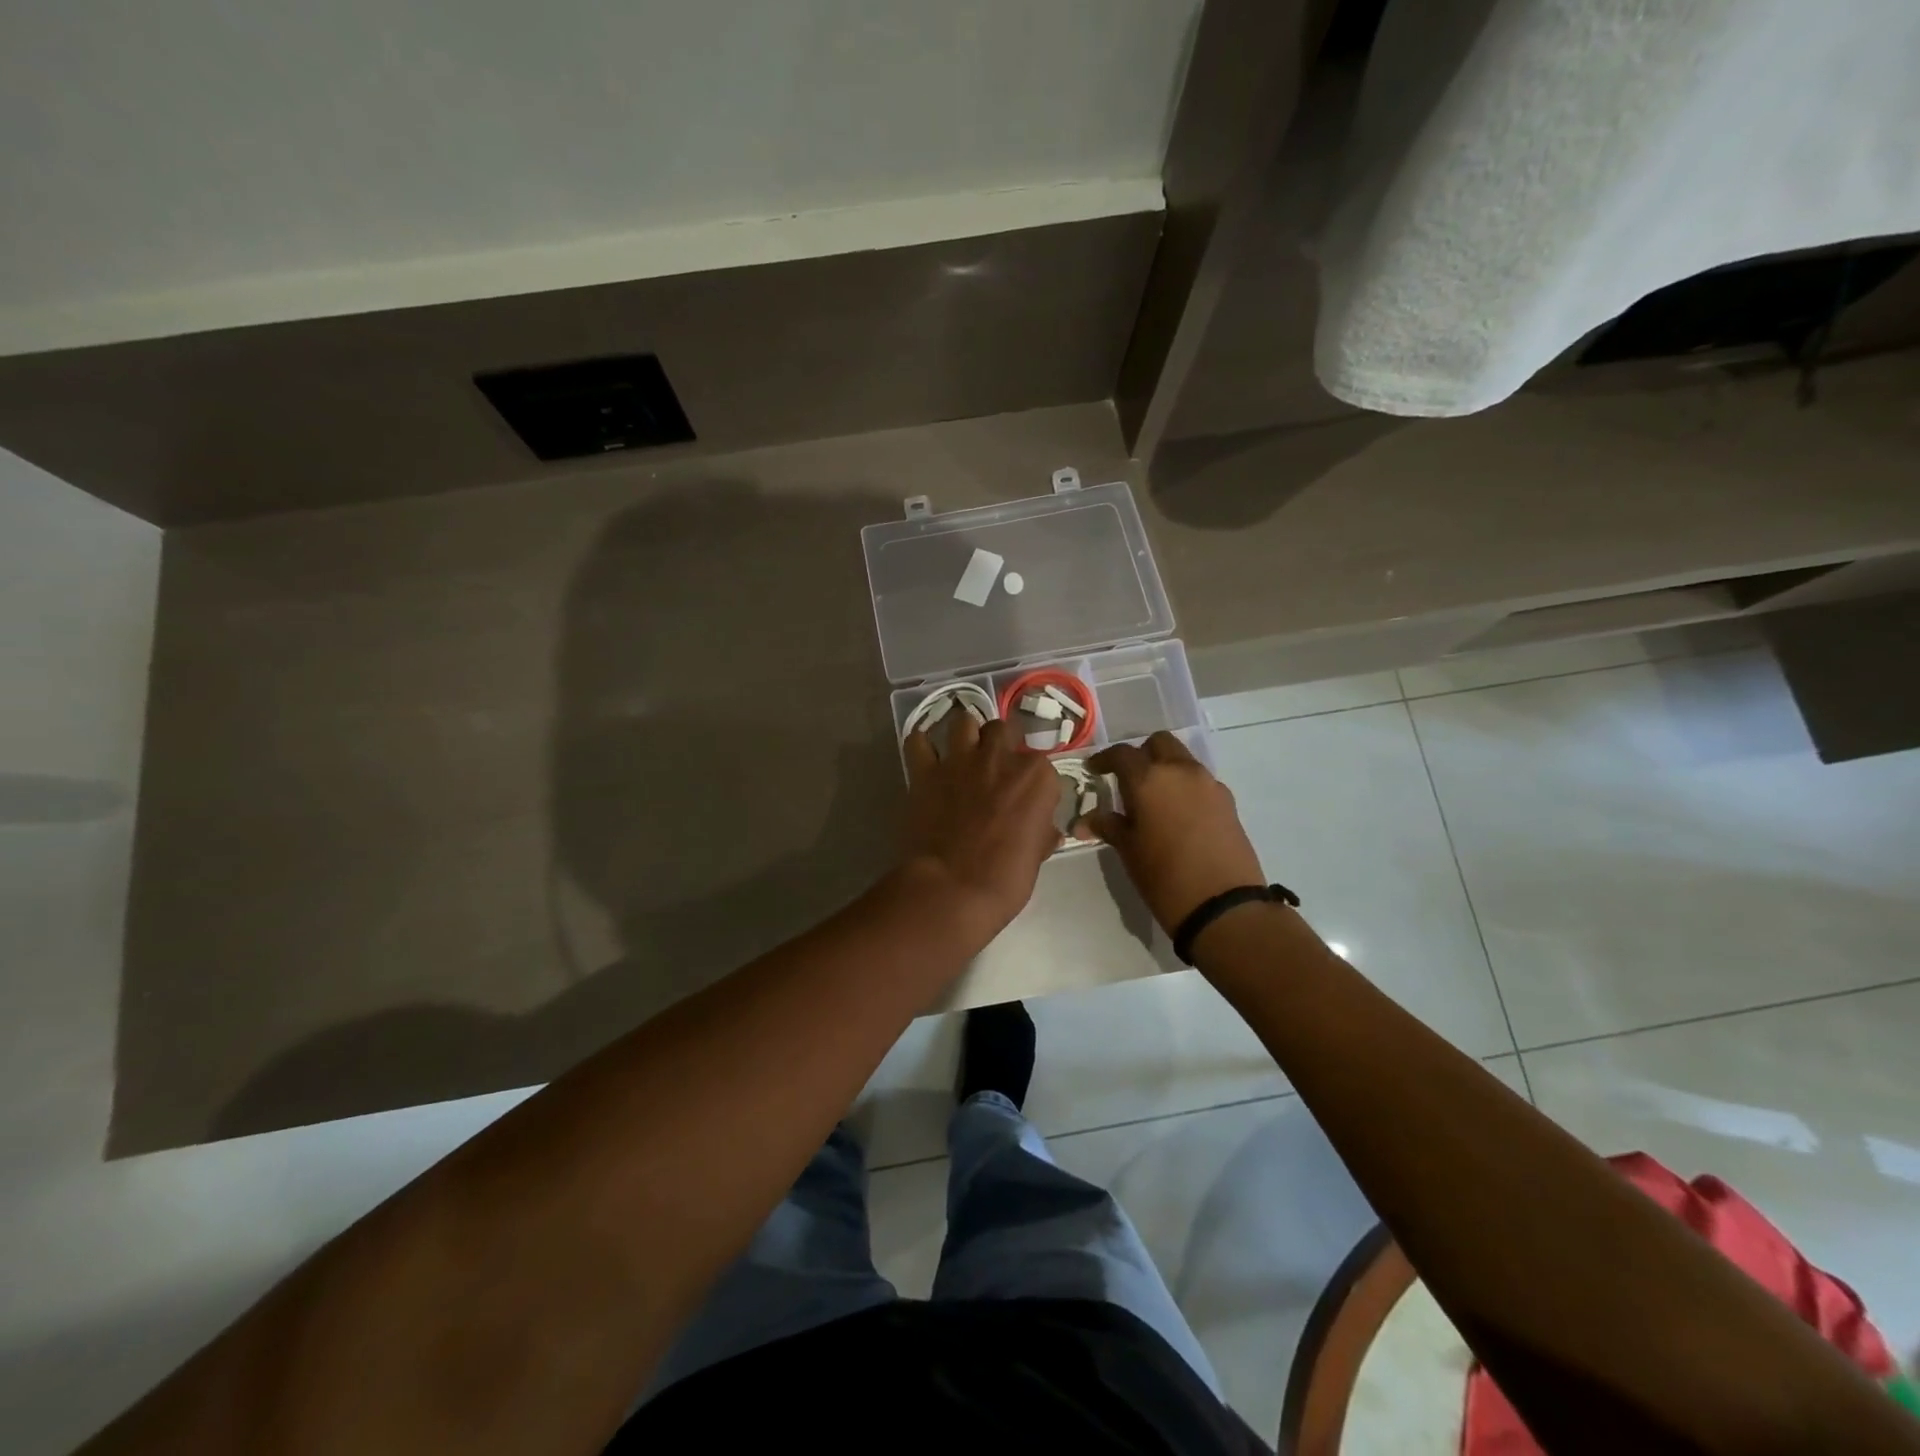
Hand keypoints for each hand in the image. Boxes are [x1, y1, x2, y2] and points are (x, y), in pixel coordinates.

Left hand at [901, 714, 1060, 932]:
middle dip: (1002, 744)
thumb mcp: (1037, 856)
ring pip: (964, 722)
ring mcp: (960, 760)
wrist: (952, 889)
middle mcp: (1000, 757)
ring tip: (964, 754)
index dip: (1033, 781)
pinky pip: (918, 741)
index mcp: (1036, 777)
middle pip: (1004, 730)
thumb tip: (1046, 832)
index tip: (1028, 799)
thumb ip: (1042, 833)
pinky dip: (922, 746)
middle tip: (996, 768)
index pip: (1042, 764)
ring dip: (965, 734)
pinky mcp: (925, 771)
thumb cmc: (1005, 879)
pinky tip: (927, 758)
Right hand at [1082, 732, 1264, 932]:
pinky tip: (1178, 815)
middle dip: (1141, 754)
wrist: (1223, 905)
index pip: (1122, 754)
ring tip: (1154, 799)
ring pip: (1182, 760)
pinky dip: (1185, 787)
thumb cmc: (1164, 876)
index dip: (1105, 759)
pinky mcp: (1228, 801)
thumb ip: (1108, 826)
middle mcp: (1180, 771)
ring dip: (1166, 769)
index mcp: (1149, 779)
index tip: (1095, 770)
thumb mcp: (1128, 850)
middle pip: (1159, 743)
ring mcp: (1208, 784)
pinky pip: (1200, 782)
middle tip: (1128, 778)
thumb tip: (1083, 821)